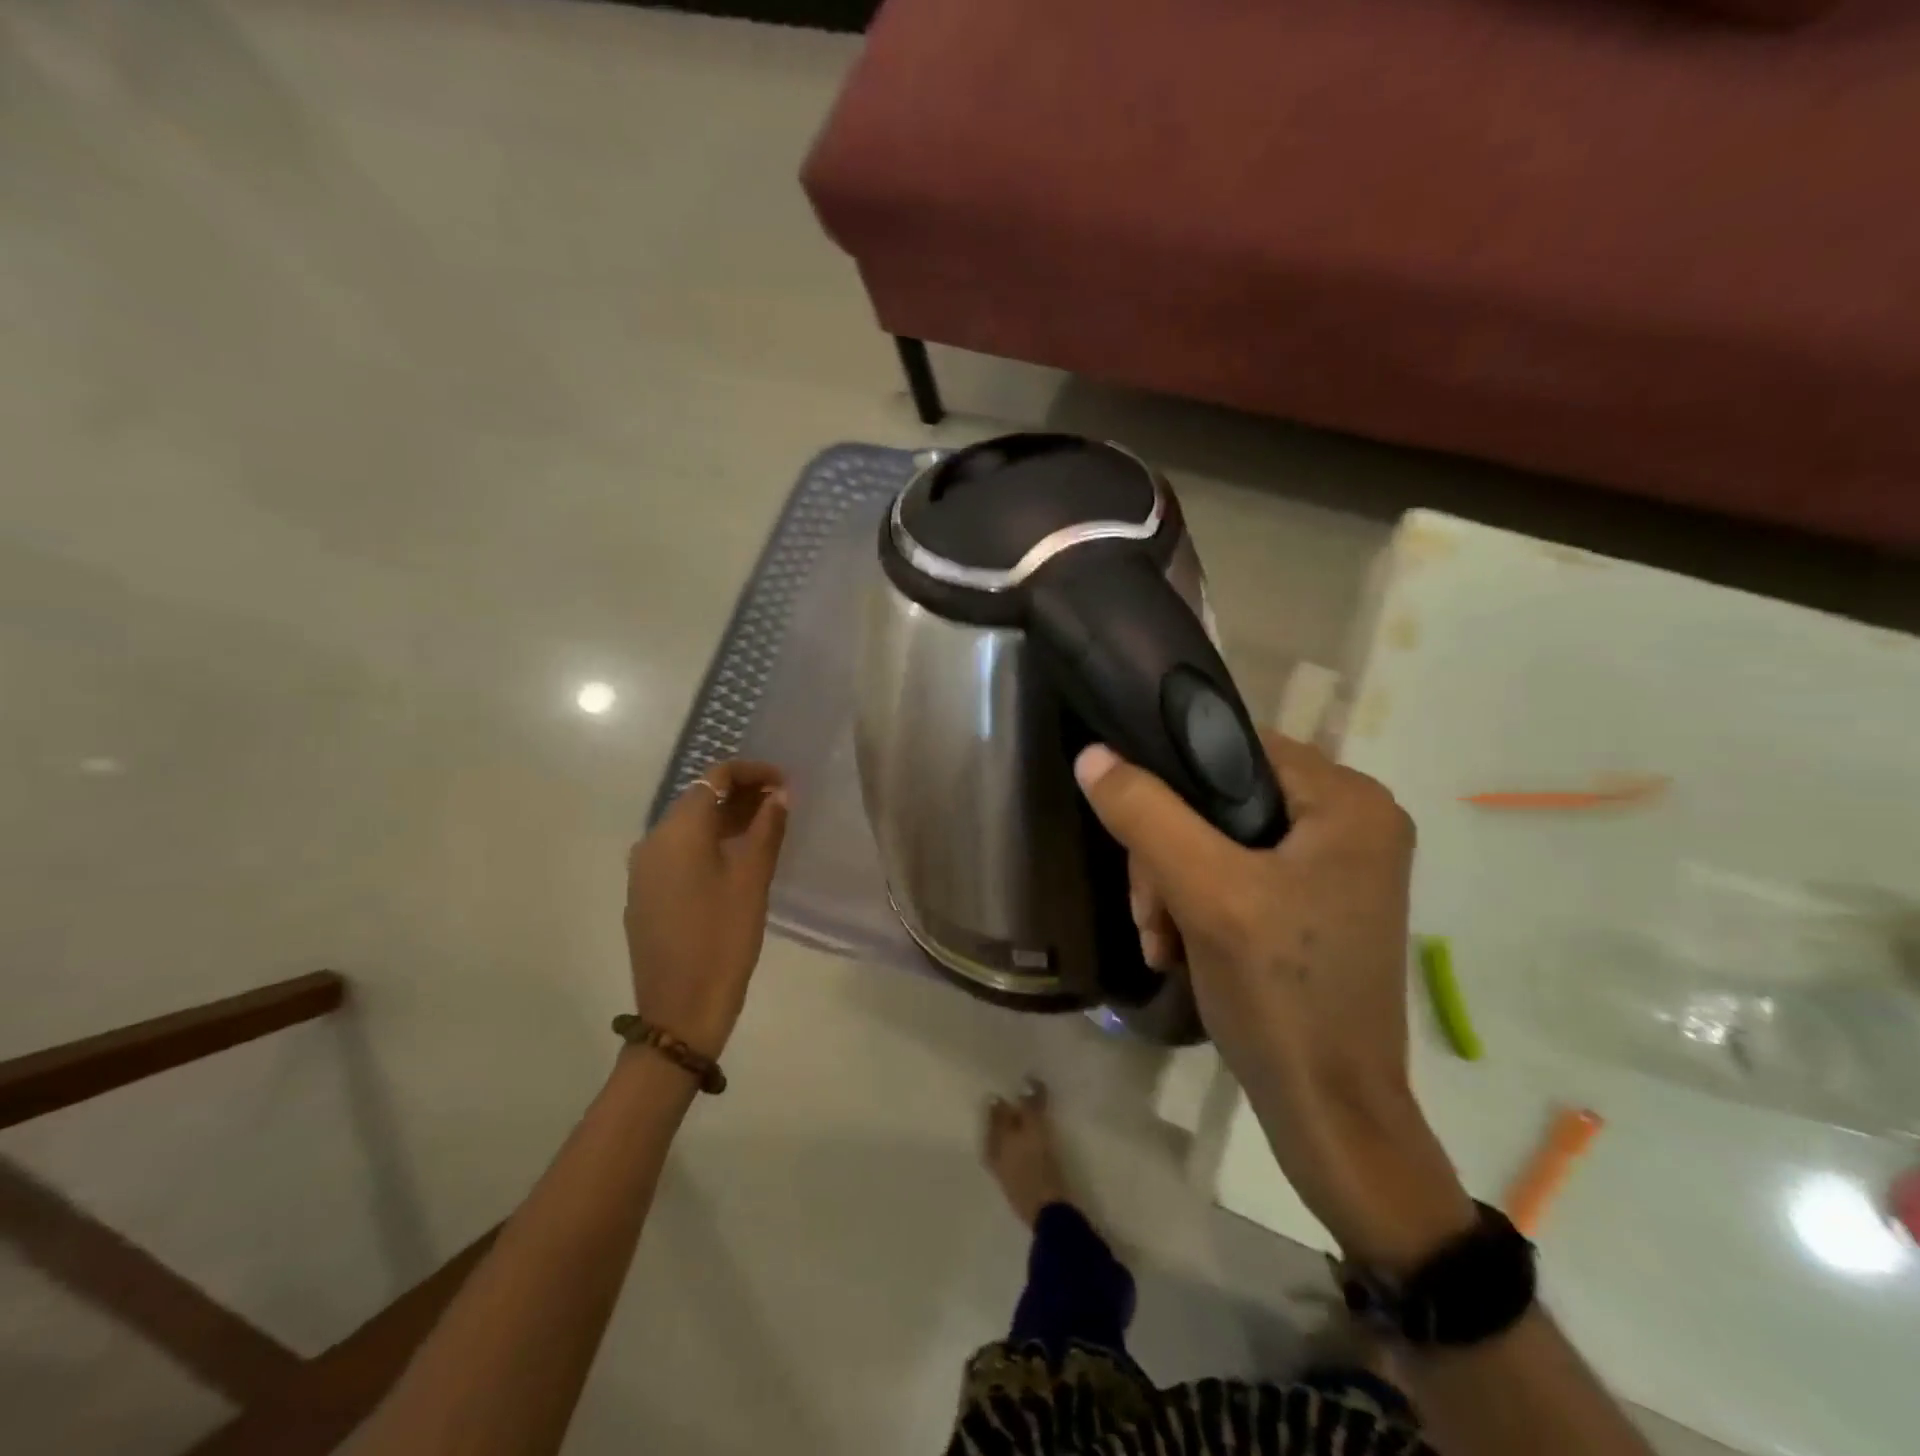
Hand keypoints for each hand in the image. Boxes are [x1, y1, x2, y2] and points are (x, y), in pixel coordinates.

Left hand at [624, 761, 788, 1058]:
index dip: (752, 772)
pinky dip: (709, 842)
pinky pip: (679, 851)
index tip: (785, 782)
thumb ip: (767, 828)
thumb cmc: (723, 939)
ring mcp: (643, 869)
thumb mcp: (753, 879)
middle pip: (698, 798)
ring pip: (688, 826)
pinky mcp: (645, 893)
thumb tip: (779, 794)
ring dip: (725, 818)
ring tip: (765, 827)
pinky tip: (736, 858)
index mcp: (677, 831)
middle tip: (781, 804)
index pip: (714, 777)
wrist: (679, 1010)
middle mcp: (652, 841)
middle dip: (740, 793)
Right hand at [1075, 734, 1473, 1270]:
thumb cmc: (1281, 995)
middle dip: (1168, 854)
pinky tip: (1175, 947)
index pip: (1234, 746)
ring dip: (1173, 884)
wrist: (1330, 1115)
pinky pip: (1237, 874)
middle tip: (1149, 913)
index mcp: (1349, 801)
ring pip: (1220, 839)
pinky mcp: (1316, 904)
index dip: (1172, 779)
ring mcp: (1337, 867)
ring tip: (1158, 940)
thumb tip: (1092, 754)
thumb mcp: (1205, 894)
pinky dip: (1196, 904)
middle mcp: (1353, 822)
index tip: (1135, 835)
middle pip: (1222, 798)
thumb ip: (1146, 816)